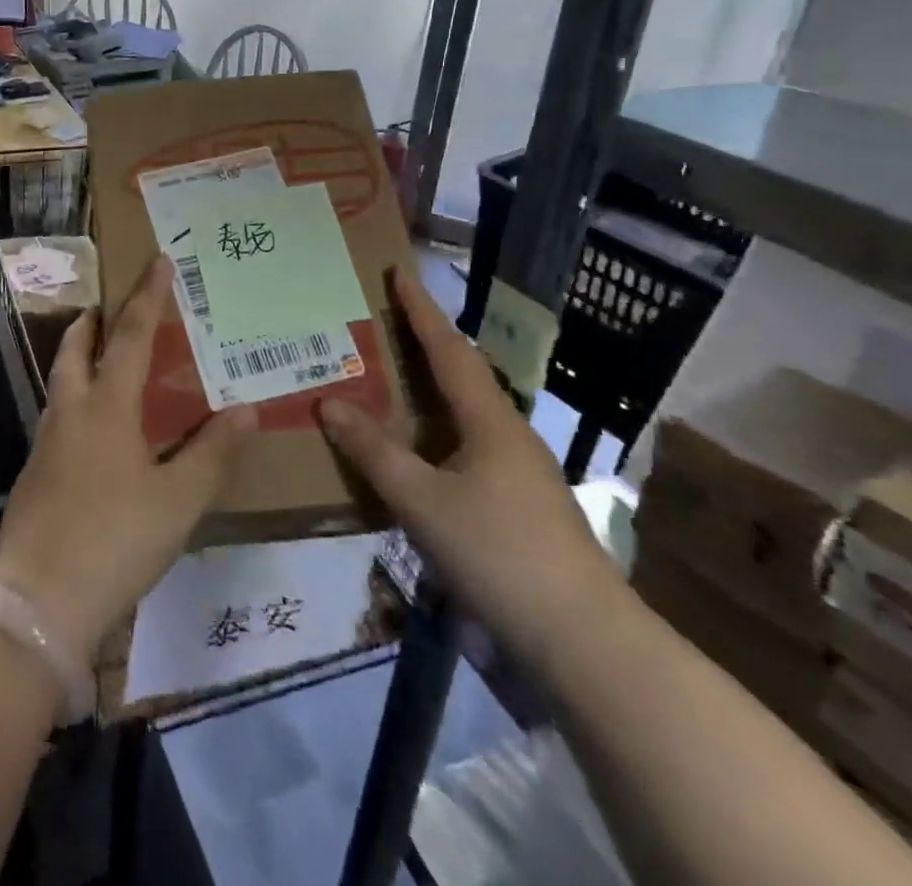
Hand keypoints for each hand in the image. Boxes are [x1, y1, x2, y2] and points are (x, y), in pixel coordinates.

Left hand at [0, 255, 256, 662]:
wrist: (36, 601)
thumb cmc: (113, 539)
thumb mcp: (178, 501)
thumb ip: (212, 453)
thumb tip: (245, 408)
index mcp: (106, 406)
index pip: (130, 336)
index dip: (146, 298)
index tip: (157, 263)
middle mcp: (70, 412)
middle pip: (76, 349)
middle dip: (92, 323)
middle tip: (108, 309)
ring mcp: (46, 442)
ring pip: (62, 382)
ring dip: (79, 360)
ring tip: (104, 362)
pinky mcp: (35, 474)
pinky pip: (59, 417)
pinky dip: (77, 401)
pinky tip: (95, 432)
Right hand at [318, 270, 624, 674]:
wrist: (583, 639)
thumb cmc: (499, 553)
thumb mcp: (422, 501)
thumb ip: (374, 451)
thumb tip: (328, 402)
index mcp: (489, 420)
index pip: (448, 349)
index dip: (421, 310)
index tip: (398, 273)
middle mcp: (508, 433)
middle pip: (460, 374)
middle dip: (423, 344)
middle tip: (379, 324)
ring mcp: (519, 470)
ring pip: (464, 413)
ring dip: (428, 390)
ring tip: (387, 380)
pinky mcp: (519, 503)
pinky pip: (466, 446)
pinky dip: (435, 431)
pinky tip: (414, 451)